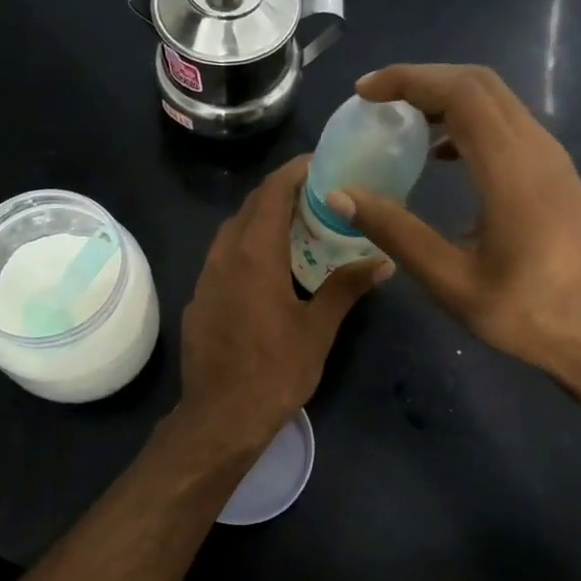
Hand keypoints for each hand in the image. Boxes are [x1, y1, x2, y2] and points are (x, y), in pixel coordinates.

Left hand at [178, 156, 391, 449]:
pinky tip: (267, 268)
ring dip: (261, 219)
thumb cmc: (275, 371)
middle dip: (281, 192)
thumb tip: (382, 260)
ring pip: (233, 231)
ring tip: (296, 227)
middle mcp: (224, 256)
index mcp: (255, 254)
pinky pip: (222, 257)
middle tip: (317, 194)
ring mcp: (206, 277)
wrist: (220, 417)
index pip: (272, 193)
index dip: (294, 171)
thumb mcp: (317, 330)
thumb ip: (346, 287)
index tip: (320, 163)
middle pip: (250, 207)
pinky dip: (246, 247)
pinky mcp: (198, 299)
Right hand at [328, 64, 580, 398]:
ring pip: (496, 100)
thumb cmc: (526, 313)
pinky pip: (507, 124)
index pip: (460, 93)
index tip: (364, 93)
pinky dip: (467, 121)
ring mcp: (551, 158)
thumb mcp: (450, 280)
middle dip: (422, 80)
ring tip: (400, 120)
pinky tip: (441, 155)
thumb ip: (395, 231)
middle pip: (479, 84)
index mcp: (512, 170)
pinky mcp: (555, 173)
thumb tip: (340, 195)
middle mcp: (537, 149)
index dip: (408, 80)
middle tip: (376, 100)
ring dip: (445, 96)